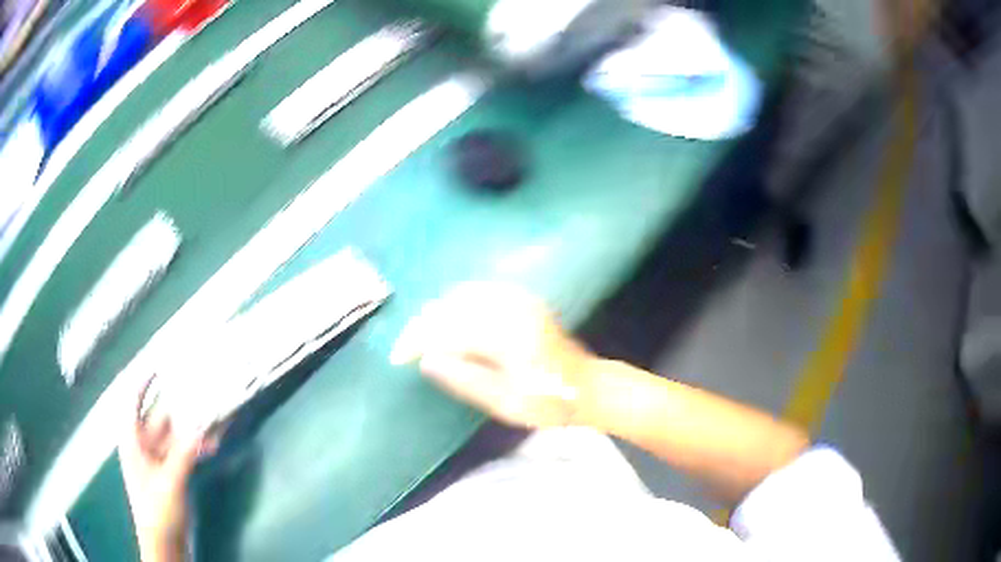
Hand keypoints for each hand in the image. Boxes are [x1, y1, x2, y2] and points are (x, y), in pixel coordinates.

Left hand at [119, 378, 217, 560]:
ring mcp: (157, 460)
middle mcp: (143, 445)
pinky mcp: (170, 473)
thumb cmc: (157, 510)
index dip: (144, 382)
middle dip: (179, 407)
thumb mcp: (170, 482)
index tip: (159, 365)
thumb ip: (184, 454)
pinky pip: (182, 453)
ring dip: (192, 431)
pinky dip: (195, 448)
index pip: (134, 402)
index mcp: (133, 441)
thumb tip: (201, 426)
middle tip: (199, 392)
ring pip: (174, 436)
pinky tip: (212, 447)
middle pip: (160, 418)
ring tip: (213, 421)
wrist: (165, 543)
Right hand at [391, 282, 592, 427]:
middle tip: (406, 349)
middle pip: (451, 306)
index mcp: (507, 335)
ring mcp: (519, 300)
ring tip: (423, 337)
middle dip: (422, 324)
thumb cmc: (549, 403)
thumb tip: (426, 359)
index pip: (447, 328)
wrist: (589, 388)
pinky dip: (457, 303)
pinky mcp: (523, 300)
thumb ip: (465, 379)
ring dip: (438, 312)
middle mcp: (511, 309)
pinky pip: (480, 291)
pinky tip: (449, 319)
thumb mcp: (505, 403)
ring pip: (462, 294)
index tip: (397, 357)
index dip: (417, 339)